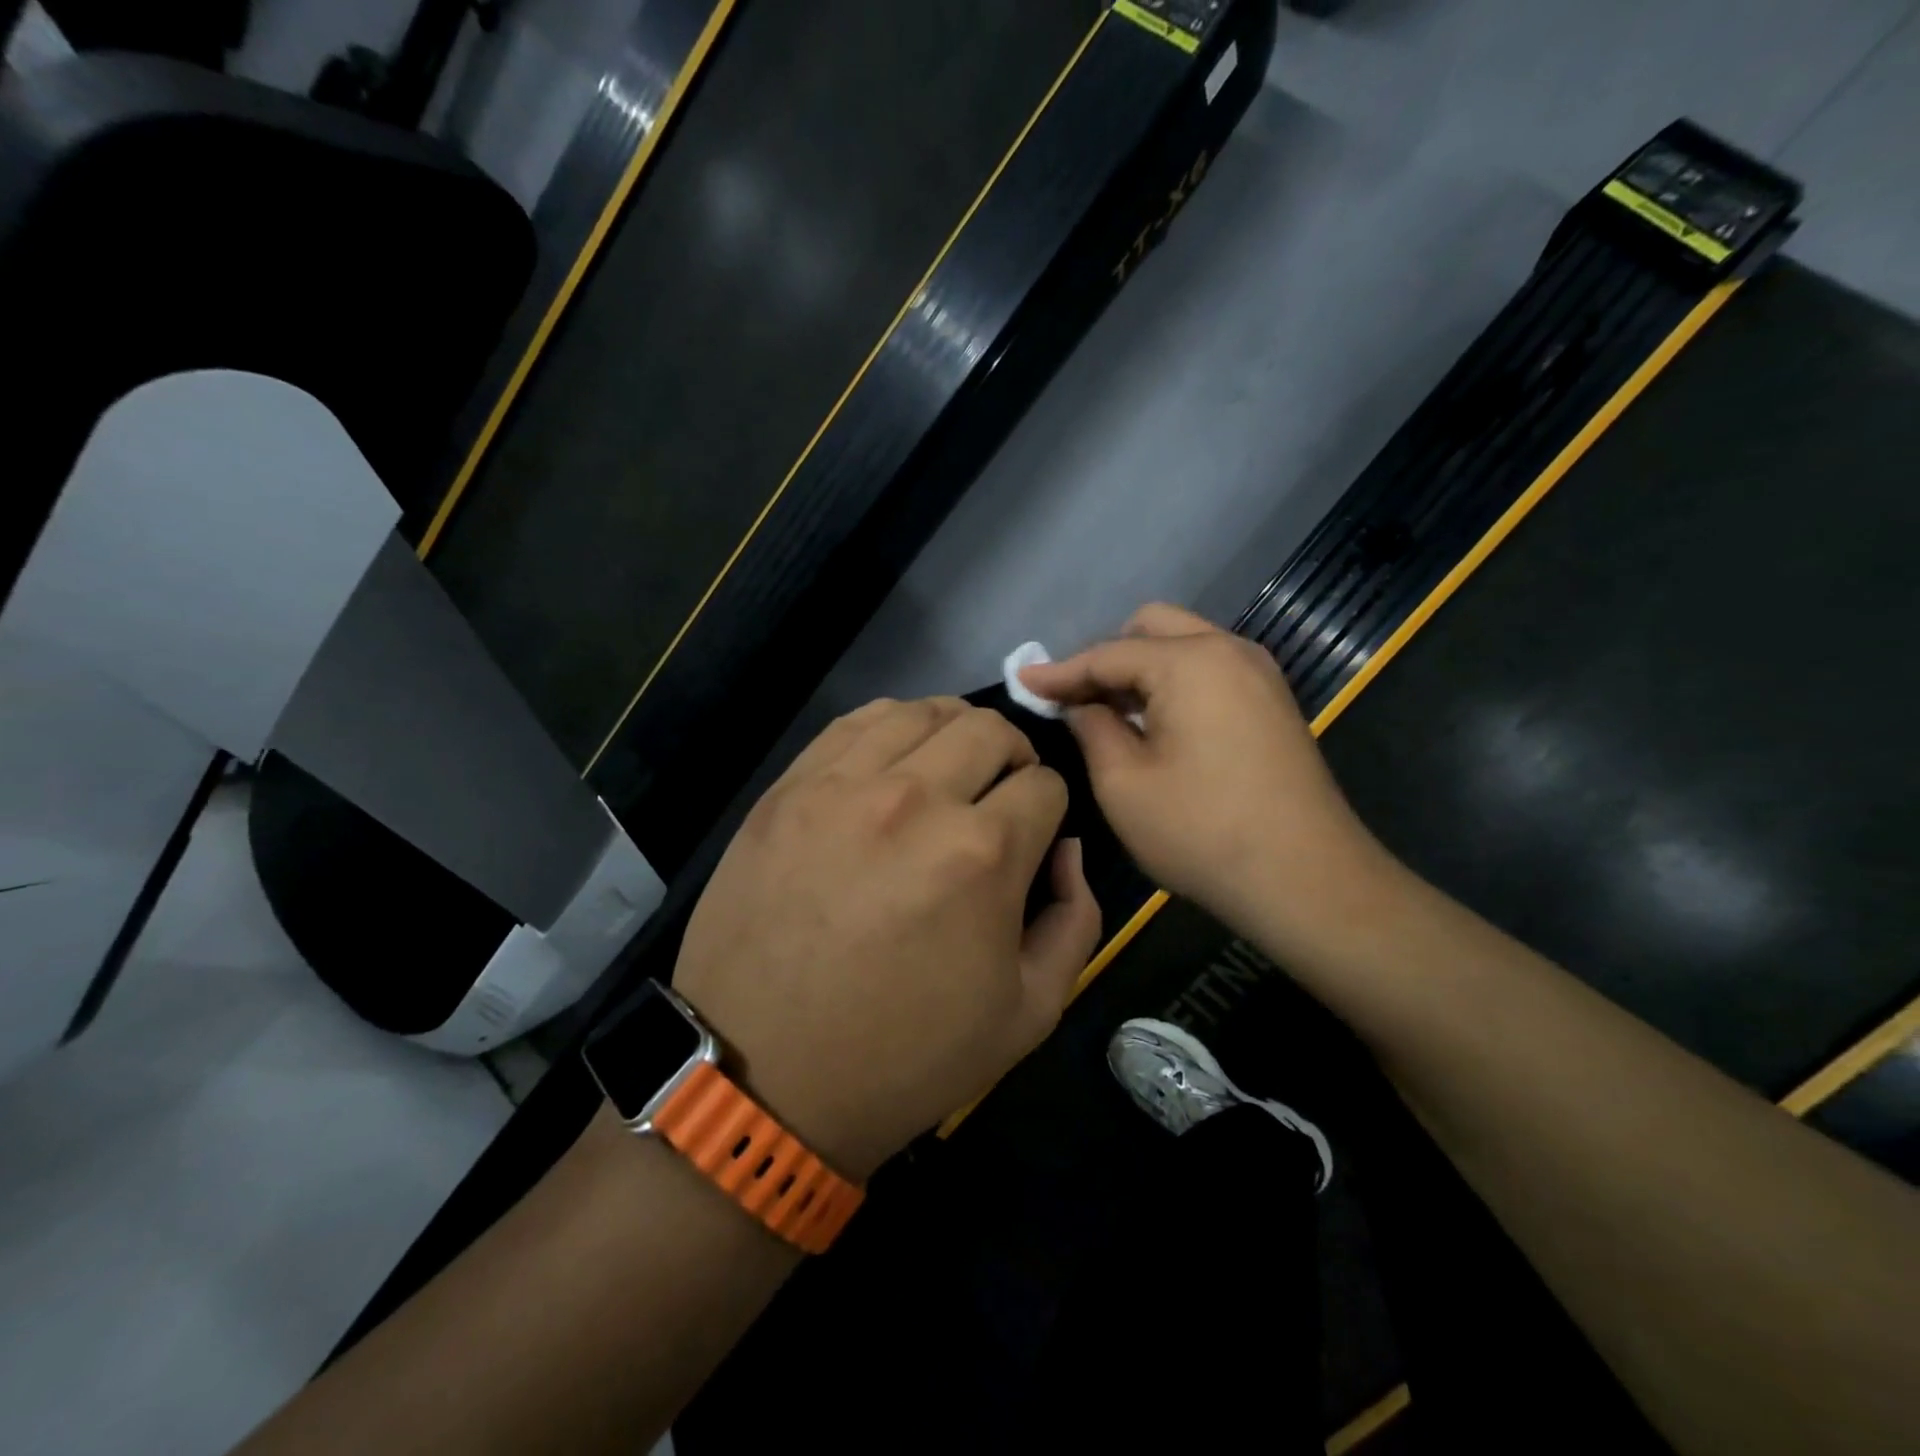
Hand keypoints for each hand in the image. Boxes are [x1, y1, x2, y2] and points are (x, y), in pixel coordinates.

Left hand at [672, 698, 1101, 1181]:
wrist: (765, 1076)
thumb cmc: (904, 1056)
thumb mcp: (1030, 1013)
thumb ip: (1076, 918)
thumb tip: (1067, 850)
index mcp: (982, 852)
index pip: (1045, 784)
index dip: (1051, 808)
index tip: (1035, 835)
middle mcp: (916, 798)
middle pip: (991, 730)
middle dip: (1014, 756)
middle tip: (1000, 795)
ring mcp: (843, 784)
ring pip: (923, 710)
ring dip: (955, 731)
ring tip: (951, 768)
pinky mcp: (789, 787)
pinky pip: (855, 722)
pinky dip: (892, 726)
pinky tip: (894, 759)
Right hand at [1019, 604, 1391, 959]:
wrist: (1307, 880)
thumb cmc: (1202, 831)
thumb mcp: (1123, 783)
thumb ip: (1092, 728)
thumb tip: (1080, 704)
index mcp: (1191, 661)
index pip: (1108, 654)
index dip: (1060, 671)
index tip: (1021, 681)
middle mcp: (1229, 650)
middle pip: (1152, 628)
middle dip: (1107, 657)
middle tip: (1076, 699)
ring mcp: (1259, 675)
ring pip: (1185, 646)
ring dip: (1142, 669)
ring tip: (1110, 713)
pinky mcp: (1273, 703)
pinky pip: (1210, 670)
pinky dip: (1174, 683)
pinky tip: (1156, 724)